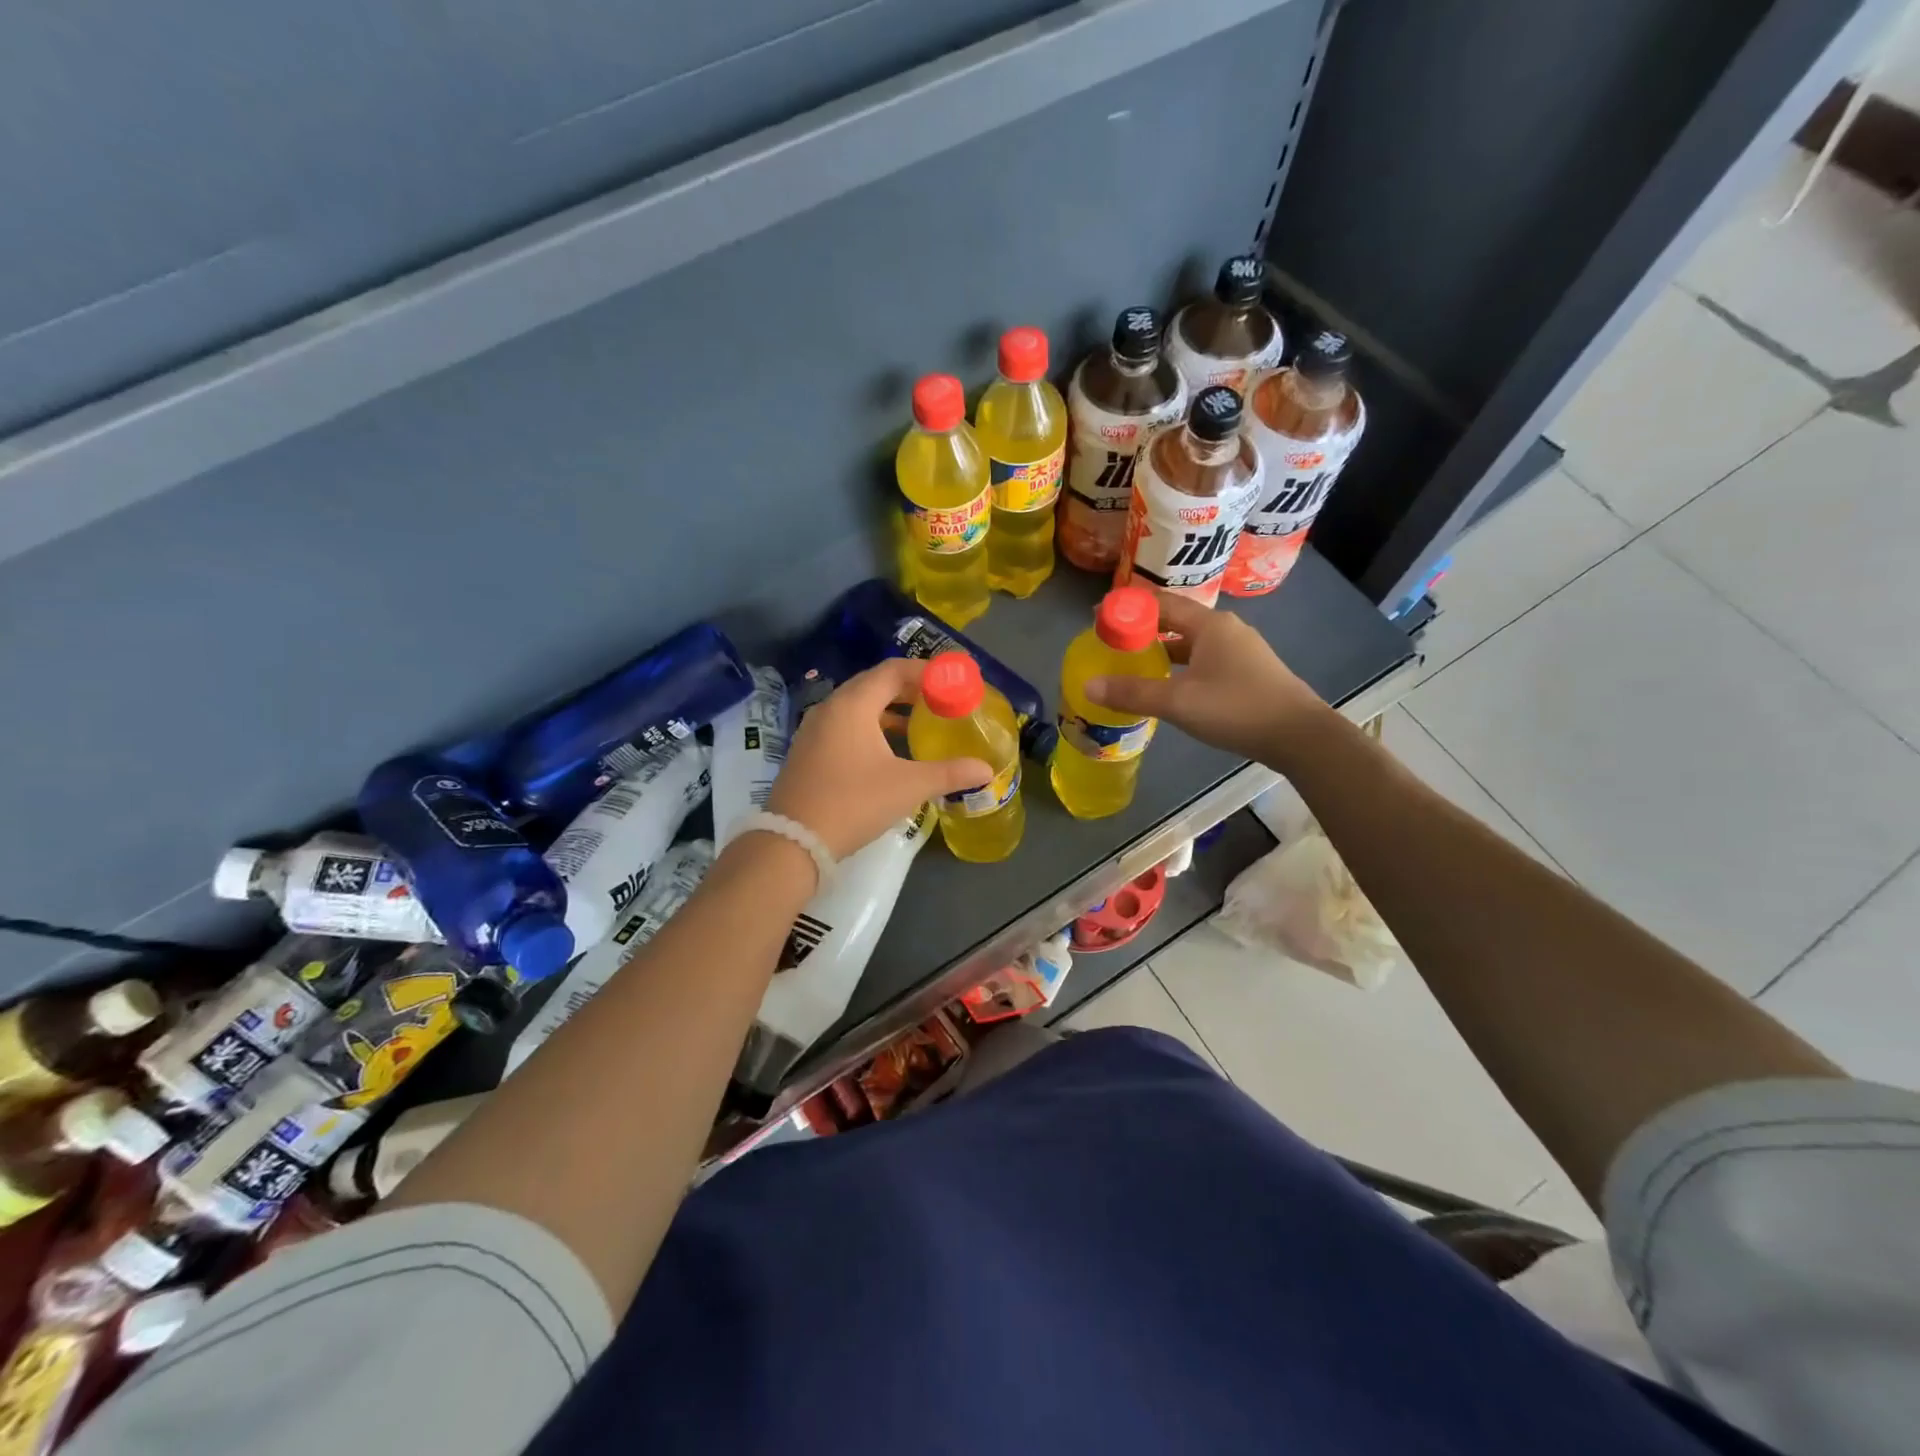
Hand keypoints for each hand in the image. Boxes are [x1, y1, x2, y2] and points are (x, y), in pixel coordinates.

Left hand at [766, 658, 991, 859]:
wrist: (793, 842)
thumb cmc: (854, 803)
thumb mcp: (907, 786)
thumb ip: (949, 773)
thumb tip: (986, 770)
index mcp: (853, 705)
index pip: (892, 671)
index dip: (924, 671)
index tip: (950, 681)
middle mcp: (830, 708)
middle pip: (873, 684)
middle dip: (908, 688)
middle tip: (939, 699)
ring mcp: (814, 730)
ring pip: (857, 706)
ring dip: (888, 708)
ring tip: (919, 722)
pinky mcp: (808, 751)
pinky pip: (844, 724)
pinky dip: (870, 726)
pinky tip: (888, 749)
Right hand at [1084, 592, 1328, 766]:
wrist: (1300, 736)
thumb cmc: (1237, 709)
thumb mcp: (1179, 702)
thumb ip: (1133, 693)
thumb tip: (1088, 686)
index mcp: (1209, 624)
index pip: (1161, 603)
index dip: (1128, 607)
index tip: (1099, 616)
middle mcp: (1225, 629)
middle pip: (1175, 620)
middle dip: (1142, 628)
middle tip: (1111, 641)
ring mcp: (1239, 651)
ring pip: (1190, 642)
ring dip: (1161, 649)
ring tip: (1132, 661)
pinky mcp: (1247, 672)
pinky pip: (1203, 659)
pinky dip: (1180, 665)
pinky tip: (1168, 684)